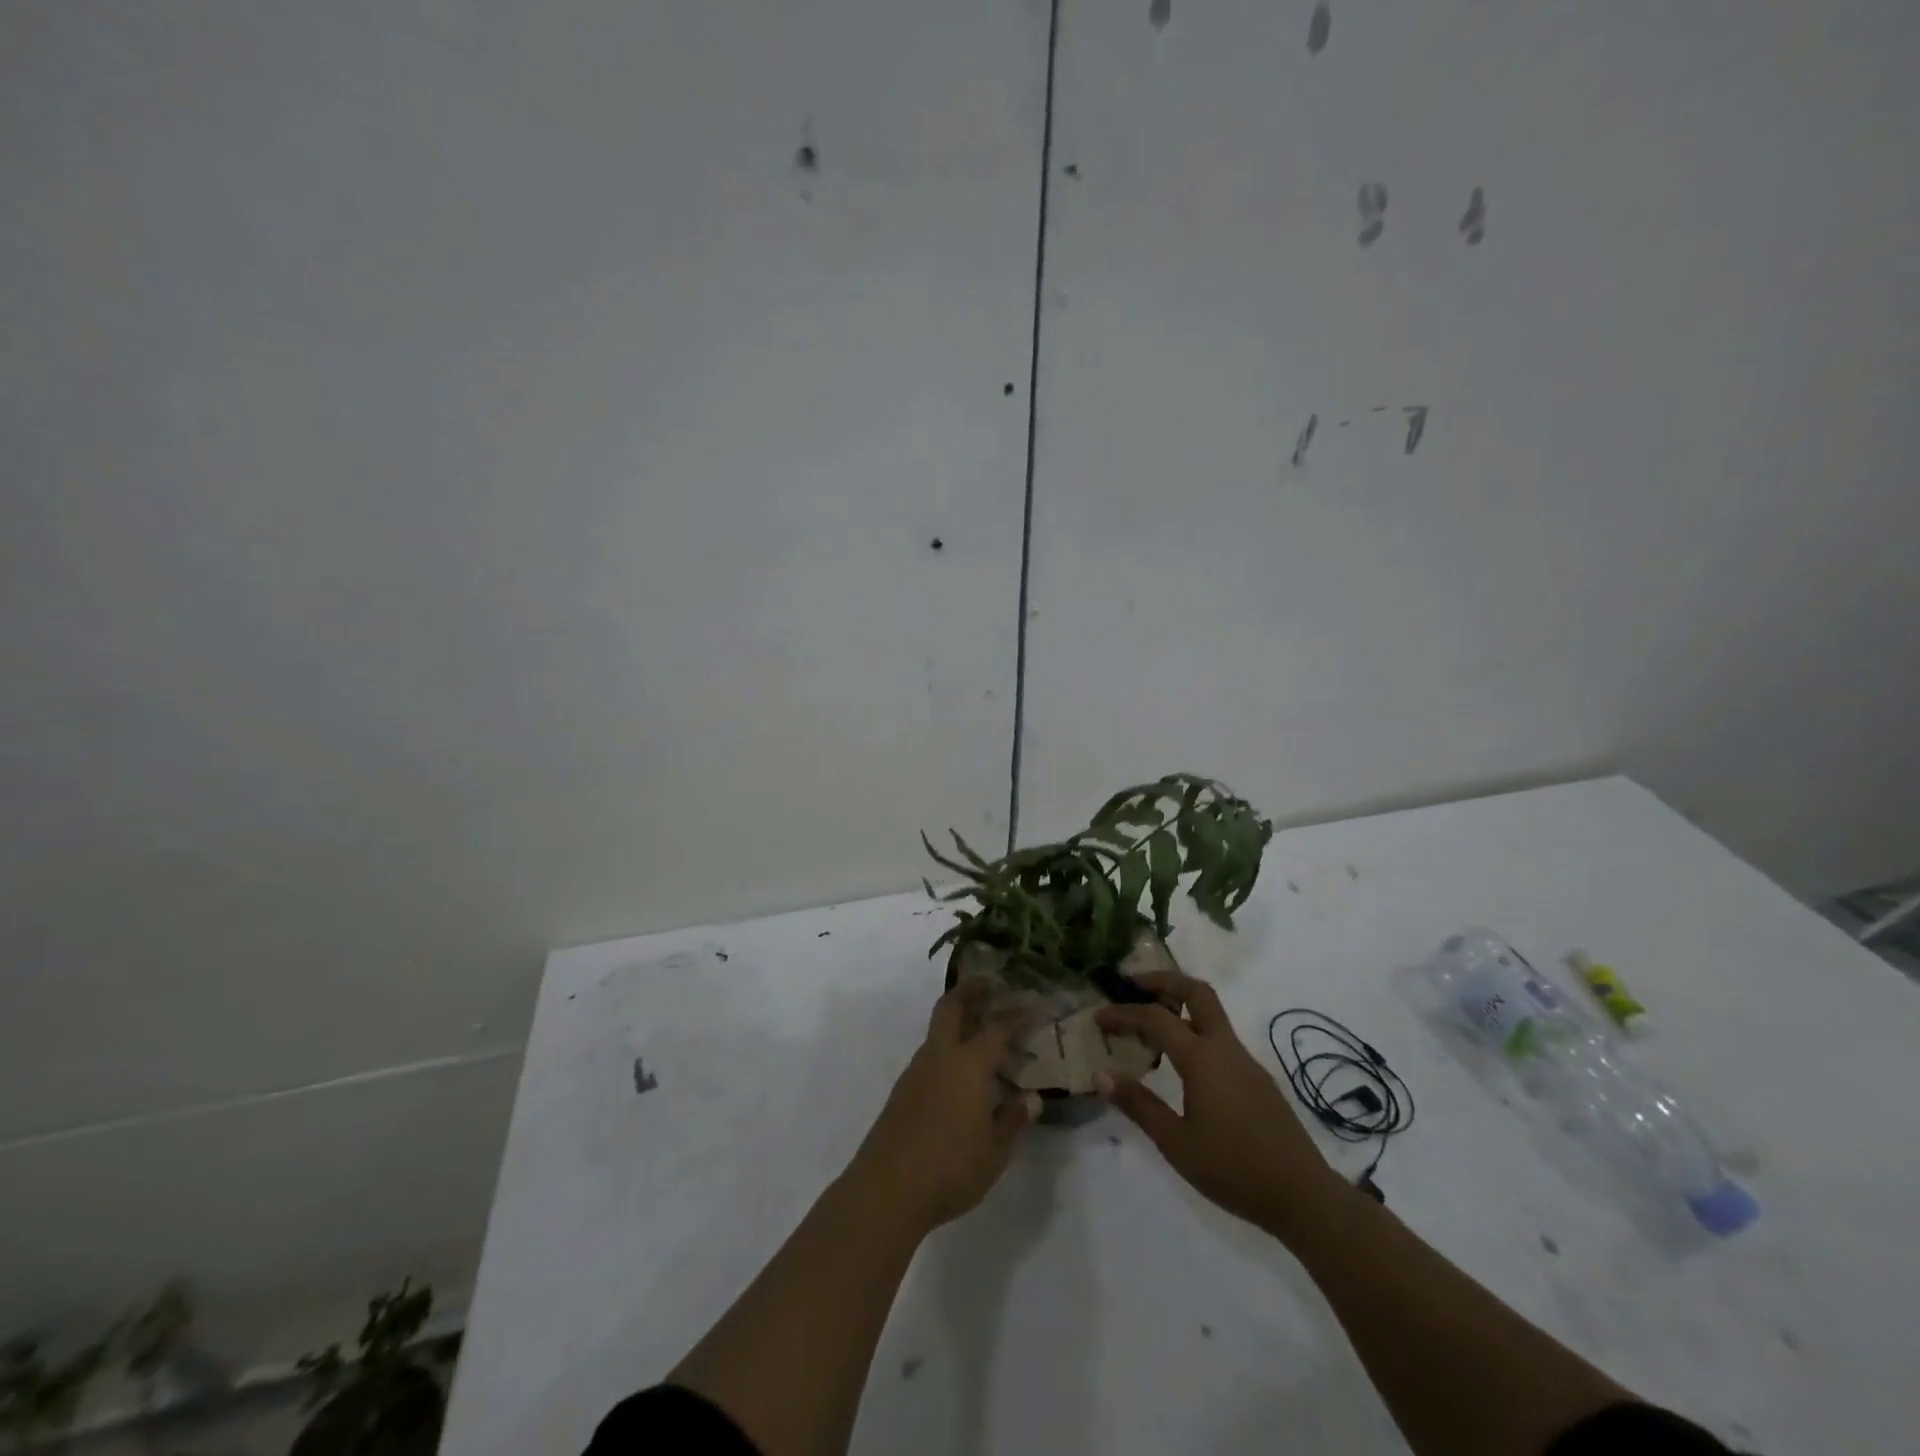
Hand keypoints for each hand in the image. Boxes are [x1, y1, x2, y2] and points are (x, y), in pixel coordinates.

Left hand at [845, 980, 1040, 1235]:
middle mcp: (941, 1057)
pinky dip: (948, 1047)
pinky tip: (960, 1072)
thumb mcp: (994, 1152)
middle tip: (991, 984)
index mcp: (968, 1065)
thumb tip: (1031, 1098)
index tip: (1034, 1004)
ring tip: (980, 1029)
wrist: (887, 1189)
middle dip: (971, 990)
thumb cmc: (950, 1168)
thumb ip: (1013, 1120)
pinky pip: (930, 1054)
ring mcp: (917, 1071)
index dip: (1017, 1015)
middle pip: (952, 1007)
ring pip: (938, 1029)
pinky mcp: (903, 1090)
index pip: (997, 1028)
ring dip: (957, 1018)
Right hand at [1095, 970, 1340, 1237]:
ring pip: (1211, 1013)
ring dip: (1179, 1005)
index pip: (1155, 1018)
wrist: (1304, 1196)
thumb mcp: (1176, 1144)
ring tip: (1149, 1022)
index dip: (1123, 1013)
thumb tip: (1101, 1074)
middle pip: (1196, 991)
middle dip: (1163, 980)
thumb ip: (1139, 1105)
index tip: (1097, 1017)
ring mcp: (1245, 1061)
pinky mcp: (1256, 1078)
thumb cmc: (1234, 1170)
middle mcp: (1225, 1048)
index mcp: (1202, 1058)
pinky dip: (1194, 1030)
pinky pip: (1220, 1037)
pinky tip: (1180, 1060)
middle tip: (1132, 986)